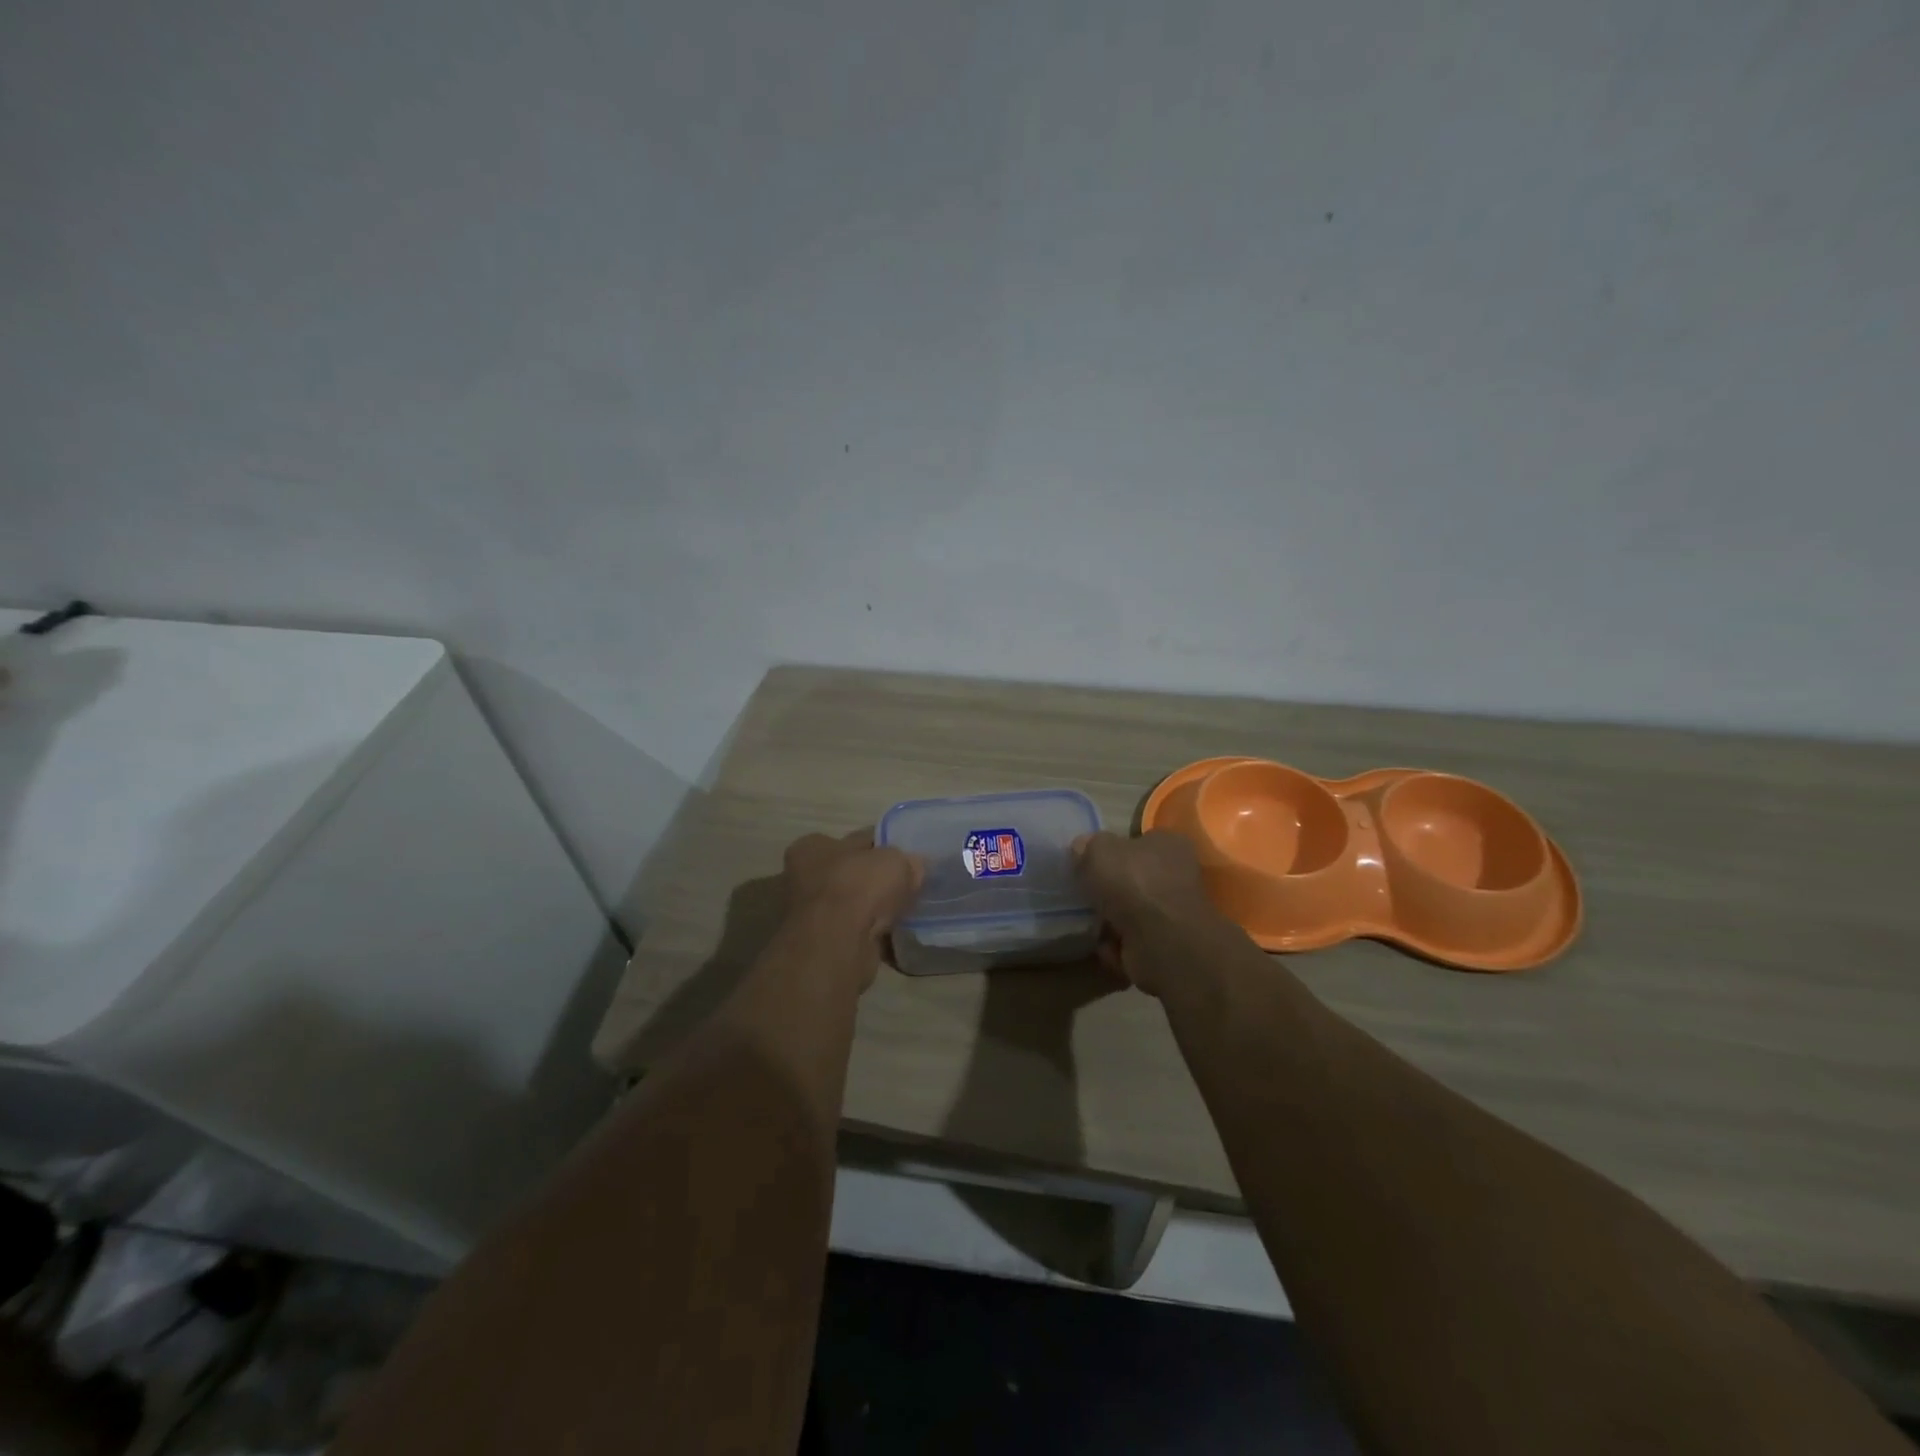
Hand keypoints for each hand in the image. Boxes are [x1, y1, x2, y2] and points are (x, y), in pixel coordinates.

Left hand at [782, 830, 923, 946]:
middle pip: (850, 874)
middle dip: (875, 881)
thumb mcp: (894, 861)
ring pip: (851, 906)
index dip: (880, 846)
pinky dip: (871, 935)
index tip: (903, 858)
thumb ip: (905, 860)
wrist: (837, 945)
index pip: (852, 841)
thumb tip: (914, 866)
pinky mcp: (820, 944)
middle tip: (907, 886)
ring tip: (903, 914)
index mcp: (811, 848)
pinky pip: (854, 933)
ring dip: (873, 910)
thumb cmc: (858, 888)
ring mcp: (808, 915)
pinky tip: (892, 937)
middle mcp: (801, 878)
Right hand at [1071, 831, 1216, 996]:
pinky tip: (1105, 944)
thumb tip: (1082, 849)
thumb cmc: (1133, 883)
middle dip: (1109, 889)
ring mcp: (1173, 913)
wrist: (1161, 942)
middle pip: (1134, 878)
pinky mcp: (1166, 945)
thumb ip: (1088, 845)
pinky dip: (1116, 945)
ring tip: (1089, 922)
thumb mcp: (1099, 850)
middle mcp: (1178, 875)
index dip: (1115, 849)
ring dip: (1110, 920)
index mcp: (1169, 844)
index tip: (1091, 861)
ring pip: (1132, 911)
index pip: (1141, 840)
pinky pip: (1132, 941)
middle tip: (1084, 892)